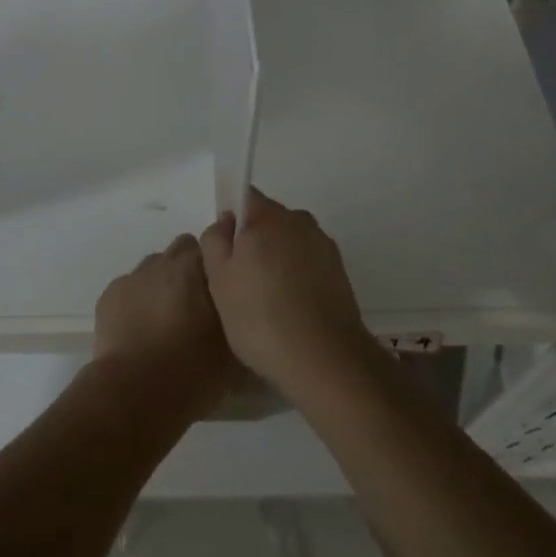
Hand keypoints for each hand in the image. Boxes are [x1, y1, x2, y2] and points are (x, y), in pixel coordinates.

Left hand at [92, 235, 239, 419]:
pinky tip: (139, 331)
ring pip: (153, 268)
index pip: (214, 248)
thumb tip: (244, 321)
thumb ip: (240, 323)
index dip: (218, 268)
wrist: (136, 392)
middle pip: (181, 251)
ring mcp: (134, 276)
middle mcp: (165, 262)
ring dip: (162, 285)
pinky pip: (129, 288)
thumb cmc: (193, 370)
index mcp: (198, 267)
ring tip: (165, 320)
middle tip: (196, 305)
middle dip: (189, 270)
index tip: (223, 291)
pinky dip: (136, 302)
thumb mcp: (234, 351)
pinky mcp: (109, 295)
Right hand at [199, 189, 374, 397]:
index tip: (225, 253)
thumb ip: (215, 240)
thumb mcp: (218, 279)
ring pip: (290, 243)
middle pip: (269, 220)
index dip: (231, 221)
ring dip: (277, 261)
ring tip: (267, 302)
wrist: (324, 359)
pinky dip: (297, 278)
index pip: (245, 198)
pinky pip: (308, 264)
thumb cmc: (260, 316)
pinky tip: (290, 310)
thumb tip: (226, 223)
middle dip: (254, 242)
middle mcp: (300, 221)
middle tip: (240, 282)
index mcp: (269, 216)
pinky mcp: (340, 272)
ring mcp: (324, 246)